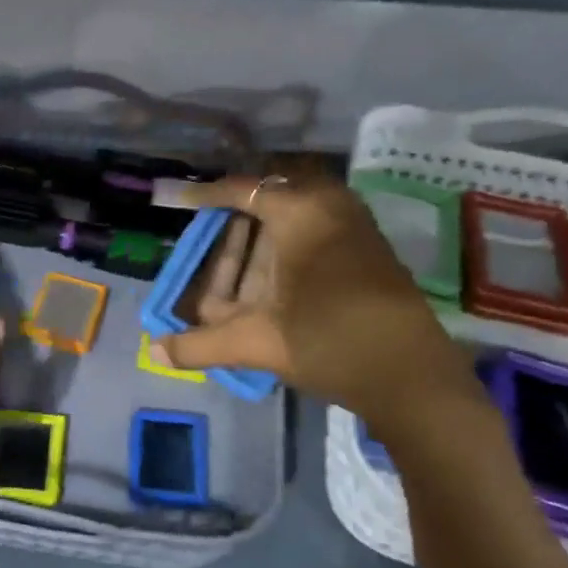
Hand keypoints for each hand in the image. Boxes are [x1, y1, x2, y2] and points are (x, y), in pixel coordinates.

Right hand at [156, 174, 477, 433]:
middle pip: (271, 196)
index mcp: (302, 213)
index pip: (243, 190)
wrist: (413, 377)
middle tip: (209, 230)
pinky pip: (316, 231)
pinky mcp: (368, 252)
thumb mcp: (258, 342)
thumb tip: (154, 351)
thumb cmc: (330, 342)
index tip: (179, 200)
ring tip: (234, 262)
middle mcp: (330, 208)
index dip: (206, 195)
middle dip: (237, 213)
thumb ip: (201, 344)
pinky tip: (268, 281)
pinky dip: (286, 247)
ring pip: (295, 215)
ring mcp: (355, 228)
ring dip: (262, 236)